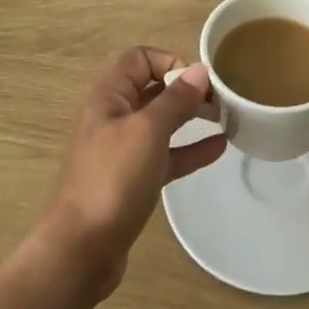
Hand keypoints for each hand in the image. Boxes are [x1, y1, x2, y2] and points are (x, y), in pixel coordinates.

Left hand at [38, 48, 226, 297]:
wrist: (82, 250)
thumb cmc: (113, 179)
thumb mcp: (148, 131)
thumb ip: (175, 100)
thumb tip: (200, 71)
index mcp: (109, 97)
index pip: (140, 59)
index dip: (170, 61)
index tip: (200, 81)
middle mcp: (114, 117)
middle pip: (153, 89)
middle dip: (187, 89)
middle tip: (222, 99)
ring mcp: (123, 150)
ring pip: (162, 123)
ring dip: (191, 117)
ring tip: (226, 118)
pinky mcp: (133, 180)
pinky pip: (166, 155)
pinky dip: (190, 149)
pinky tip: (219, 148)